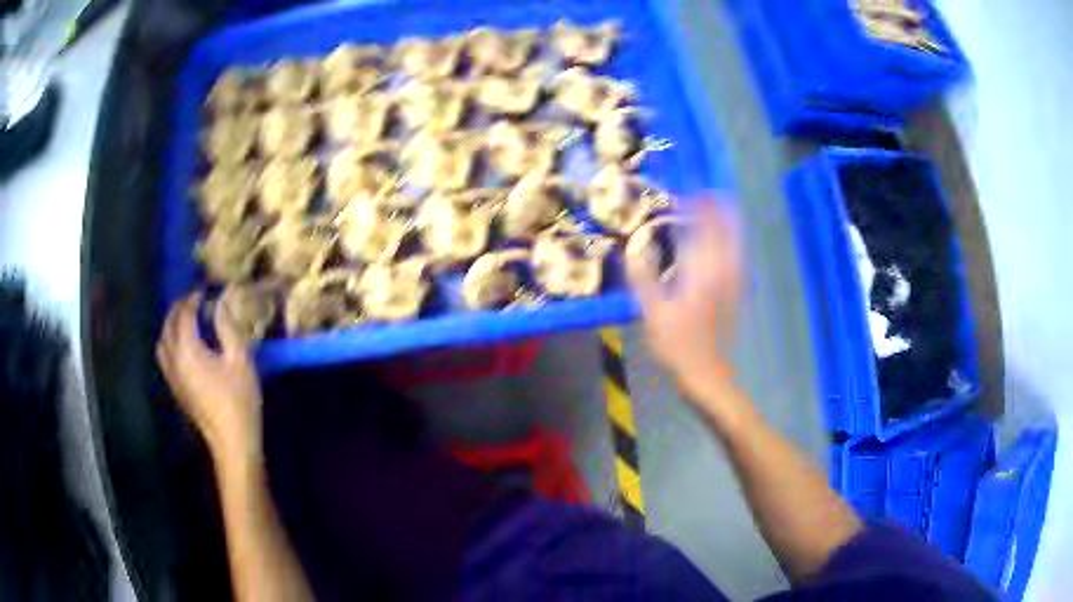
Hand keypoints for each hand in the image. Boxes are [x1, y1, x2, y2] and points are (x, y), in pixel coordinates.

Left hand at [157, 291, 263, 462]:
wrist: (231, 442)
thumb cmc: (239, 400)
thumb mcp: (240, 360)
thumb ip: (227, 327)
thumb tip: (221, 302)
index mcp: (187, 350)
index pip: (184, 314)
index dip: (193, 298)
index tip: (206, 289)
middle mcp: (173, 360)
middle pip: (169, 325)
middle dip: (179, 308)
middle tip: (195, 300)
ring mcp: (172, 376)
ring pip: (162, 342)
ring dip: (171, 325)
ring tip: (186, 320)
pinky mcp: (176, 389)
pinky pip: (165, 357)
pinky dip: (170, 342)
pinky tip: (184, 346)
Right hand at [627, 199, 742, 405]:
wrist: (707, 373)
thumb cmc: (678, 345)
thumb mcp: (652, 313)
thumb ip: (642, 278)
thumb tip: (630, 250)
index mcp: (703, 271)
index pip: (705, 226)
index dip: (697, 205)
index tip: (684, 195)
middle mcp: (725, 269)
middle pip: (728, 226)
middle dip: (717, 206)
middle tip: (699, 196)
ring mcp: (736, 280)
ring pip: (737, 239)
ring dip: (725, 221)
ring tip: (709, 211)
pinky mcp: (738, 290)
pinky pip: (737, 254)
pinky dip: (729, 239)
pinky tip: (718, 242)